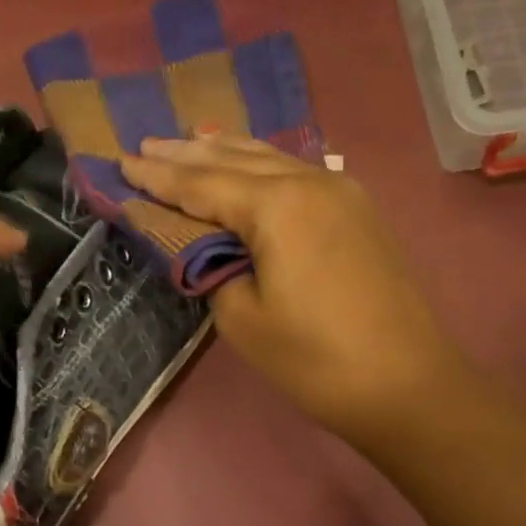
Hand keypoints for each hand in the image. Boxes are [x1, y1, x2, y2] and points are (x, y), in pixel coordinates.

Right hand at [121, 134, 457, 451]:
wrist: (405, 383)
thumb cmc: (314, 358)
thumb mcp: (242, 318)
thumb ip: (210, 269)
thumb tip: (201, 247)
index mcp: (276, 205)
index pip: (201, 184)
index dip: (157, 178)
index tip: (120, 163)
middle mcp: (309, 181)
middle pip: (234, 159)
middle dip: (185, 154)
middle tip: (143, 145)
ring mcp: (340, 192)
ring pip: (269, 158)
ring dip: (224, 151)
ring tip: (187, 141)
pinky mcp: (357, 211)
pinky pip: (295, 173)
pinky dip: (260, 165)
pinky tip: (247, 163)